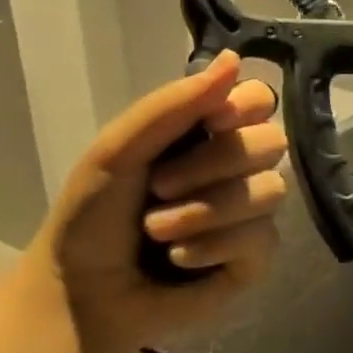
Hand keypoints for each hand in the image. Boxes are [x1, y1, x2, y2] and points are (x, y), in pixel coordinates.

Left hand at [25, 52, 287, 352]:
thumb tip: (235, 59)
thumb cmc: (91, 216)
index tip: (210, 122)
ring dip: (205, 211)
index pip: (258, 100)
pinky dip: (214, 246)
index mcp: (206, 133)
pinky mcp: (254, 258)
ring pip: (269, 192)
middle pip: (271, 143)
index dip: (243, 108)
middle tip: (160, 186)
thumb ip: (174, 104)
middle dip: (213, 164)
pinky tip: (180, 259)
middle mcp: (236, 168)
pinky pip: (262, 239)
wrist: (80, 293)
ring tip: (158, 231)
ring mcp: (249, 214)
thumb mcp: (119, 149)